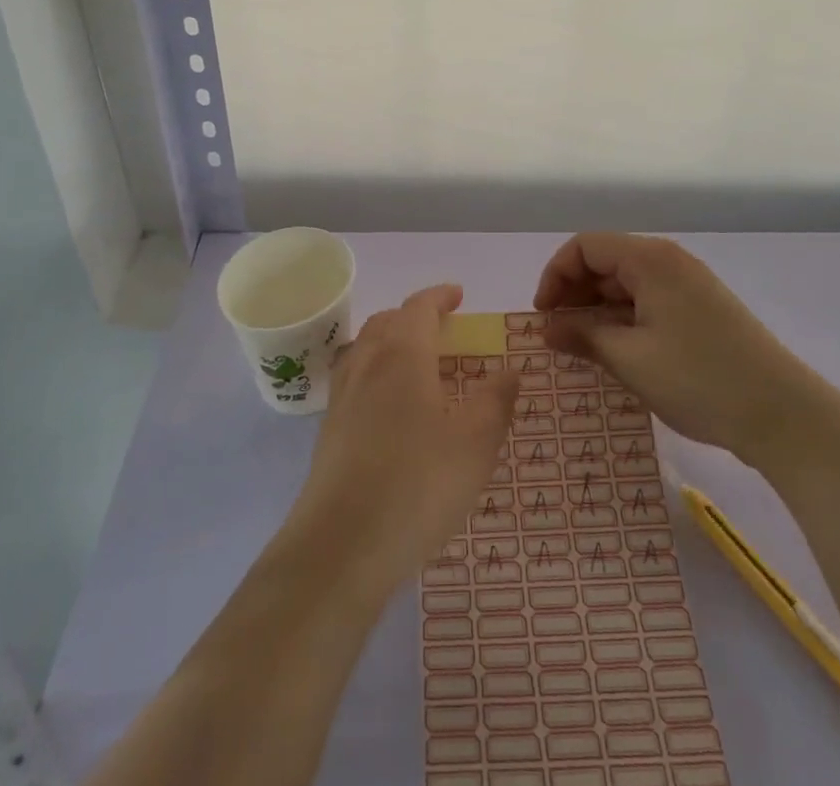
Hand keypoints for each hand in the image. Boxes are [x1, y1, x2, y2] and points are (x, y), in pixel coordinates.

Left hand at [288, 284, 518, 590]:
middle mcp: (367, 363)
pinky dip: (374, 371)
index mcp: (403, 354)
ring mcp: (343, 396)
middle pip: (387, 322)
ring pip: (365, 348)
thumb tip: (510, 368)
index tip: (458, 294)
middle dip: (414, 316)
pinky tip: (388, 405)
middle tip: (440, 327)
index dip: (439, 296)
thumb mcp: (475, 444)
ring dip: (390, 341)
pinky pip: (354, 378)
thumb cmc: (417, 485)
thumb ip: (495, 400)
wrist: (340, 545)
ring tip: (414, 361)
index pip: (419, 307)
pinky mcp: (329, 430)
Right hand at [533, 233, 822, 467]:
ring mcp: (690, 286)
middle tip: (558, 335)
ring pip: (627, 284)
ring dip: (599, 310)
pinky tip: (619, 353)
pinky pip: (650, 302)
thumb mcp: (630, 359)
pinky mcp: (703, 311)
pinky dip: (625, 320)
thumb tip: (548, 327)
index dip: (555, 276)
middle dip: (575, 294)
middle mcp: (669, 262)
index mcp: (650, 259)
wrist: (786, 416)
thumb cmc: (699, 379)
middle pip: (606, 262)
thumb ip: (583, 335)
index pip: (585, 246)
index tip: (543, 317)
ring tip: (584, 349)